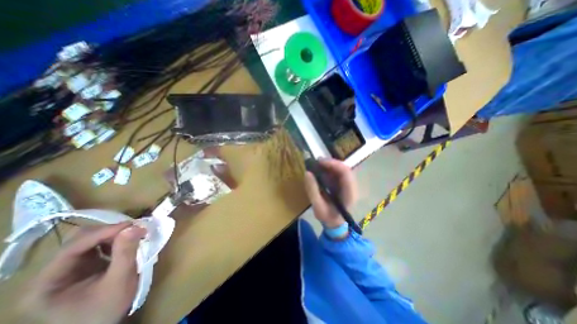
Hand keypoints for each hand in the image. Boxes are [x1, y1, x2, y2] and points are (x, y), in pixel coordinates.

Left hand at [19, 223, 146, 323]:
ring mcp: (66, 269)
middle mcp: (50, 273)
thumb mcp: (120, 280)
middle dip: (109, 231)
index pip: (73, 248)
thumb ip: (125, 253)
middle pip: (78, 240)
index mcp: (46, 284)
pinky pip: (96, 245)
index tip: (132, 225)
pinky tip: (127, 241)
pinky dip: (114, 239)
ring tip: (133, 234)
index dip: (104, 232)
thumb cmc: (107, 308)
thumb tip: (135, 227)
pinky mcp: (82, 265)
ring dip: (113, 234)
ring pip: (88, 239)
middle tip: (135, 229)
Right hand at [304, 159, 359, 227]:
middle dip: (331, 163)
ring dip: (329, 165)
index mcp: (349, 194)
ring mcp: (348, 185)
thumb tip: (307, 173)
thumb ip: (312, 190)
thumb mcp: (317, 207)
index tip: (320, 162)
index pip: (346, 173)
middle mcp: (352, 187)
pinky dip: (328, 170)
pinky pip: (337, 173)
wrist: (334, 223)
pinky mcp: (343, 184)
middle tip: (316, 162)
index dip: (334, 164)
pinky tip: (320, 171)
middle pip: (345, 169)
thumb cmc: (327, 217)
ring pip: (341, 169)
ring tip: (317, 165)